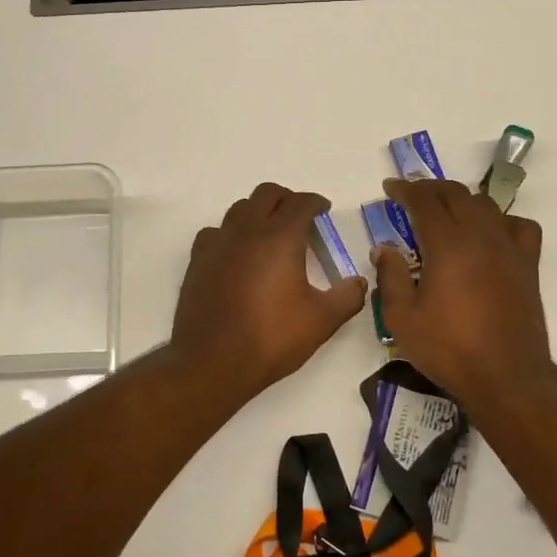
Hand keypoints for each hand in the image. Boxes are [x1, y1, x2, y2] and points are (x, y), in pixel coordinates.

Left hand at [171, 183, 367, 400]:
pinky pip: (215, 232)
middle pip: (266, 194)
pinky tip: (236, 253)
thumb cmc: (271, 338)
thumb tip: (359, 283)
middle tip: (299, 217)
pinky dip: (230, 233)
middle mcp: (247, 232)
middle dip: (286, 199)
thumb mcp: (321, 321)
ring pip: (238, 209)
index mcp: (280, 238)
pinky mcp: (198, 261)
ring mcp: (218, 244)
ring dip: (257, 212)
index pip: (300, 203)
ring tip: (269, 233)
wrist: (213, 361)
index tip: (324, 210)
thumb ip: (347, 297)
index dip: (315, 202)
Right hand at [373, 178, 552, 412]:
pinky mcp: (528, 265)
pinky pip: (519, 226)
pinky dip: (502, 221)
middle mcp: (481, 236)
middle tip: (412, 196)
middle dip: (431, 189)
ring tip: (446, 211)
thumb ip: (390, 277)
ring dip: (462, 200)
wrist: (506, 376)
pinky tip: (491, 234)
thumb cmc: (448, 348)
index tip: (390, 188)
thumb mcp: (402, 318)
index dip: (405, 190)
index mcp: (448, 245)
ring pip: (486, 205)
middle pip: (456, 195)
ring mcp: (509, 249)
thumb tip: (384, 249)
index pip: (424, 201)